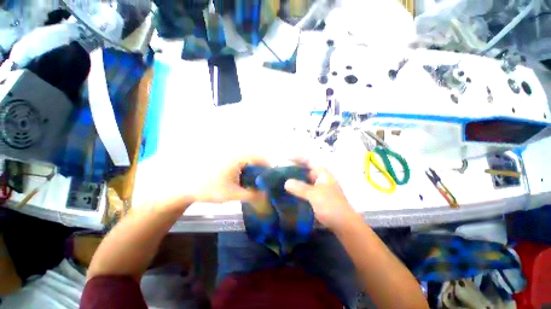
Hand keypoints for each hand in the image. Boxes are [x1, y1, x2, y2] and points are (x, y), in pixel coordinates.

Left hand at [193, 156, 268, 203]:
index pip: (261, 158)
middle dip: (261, 171)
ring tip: (254, 184)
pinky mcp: (226, 159)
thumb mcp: (232, 194)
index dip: (268, 169)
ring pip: (249, 161)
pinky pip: (242, 162)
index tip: (271, 181)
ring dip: (254, 171)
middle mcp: (236, 152)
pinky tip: (243, 180)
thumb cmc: (209, 189)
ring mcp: (230, 155)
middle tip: (263, 184)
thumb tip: (267, 196)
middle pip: (256, 159)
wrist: (185, 186)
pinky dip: (246, 170)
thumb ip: (252, 195)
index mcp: (239, 157)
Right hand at [284, 160, 356, 229]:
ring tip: (285, 181)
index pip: (310, 161)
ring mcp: (321, 190)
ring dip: (298, 180)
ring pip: (307, 181)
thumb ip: (300, 187)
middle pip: (308, 170)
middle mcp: (323, 180)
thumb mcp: (314, 195)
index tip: (288, 159)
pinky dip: (300, 190)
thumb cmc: (330, 206)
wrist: (344, 225)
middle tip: (284, 171)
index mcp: (323, 174)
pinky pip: (307, 191)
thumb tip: (287, 182)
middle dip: (297, 169)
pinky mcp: (319, 199)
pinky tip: (292, 193)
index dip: (299, 158)